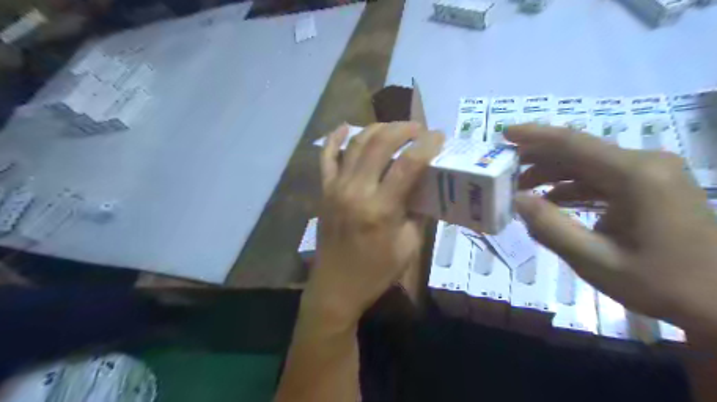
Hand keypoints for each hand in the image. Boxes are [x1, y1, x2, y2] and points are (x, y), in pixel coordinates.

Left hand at [305, 122, 445, 325]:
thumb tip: (426, 187)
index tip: (438, 136)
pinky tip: (345, 126)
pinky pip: (326, 157)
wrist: (336, 287)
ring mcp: (335, 187)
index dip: (427, 145)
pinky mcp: (324, 190)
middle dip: (403, 129)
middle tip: (418, 129)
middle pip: (380, 144)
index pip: (408, 164)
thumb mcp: (408, 247)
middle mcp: (356, 190)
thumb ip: (419, 213)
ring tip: (394, 128)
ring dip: (377, 129)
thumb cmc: (376, 272)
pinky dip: (334, 138)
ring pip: (356, 144)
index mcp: (381, 208)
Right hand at [510, 124, 716, 334]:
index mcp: (635, 175)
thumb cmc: (662, 283)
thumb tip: (517, 199)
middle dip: (537, 158)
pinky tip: (551, 199)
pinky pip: (602, 178)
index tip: (504, 133)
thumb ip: (551, 228)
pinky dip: (572, 186)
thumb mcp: (596, 261)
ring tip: (520, 187)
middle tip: (504, 169)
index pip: (573, 144)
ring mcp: (651, 173)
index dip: (534, 136)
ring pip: (588, 164)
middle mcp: (644, 164)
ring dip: (553, 173)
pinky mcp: (650, 186)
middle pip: (579, 151)